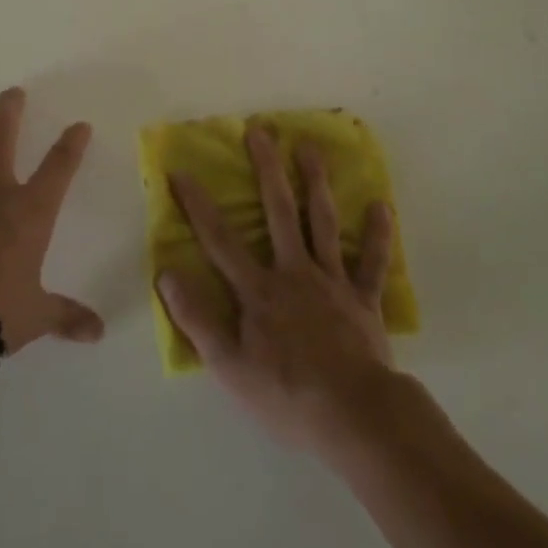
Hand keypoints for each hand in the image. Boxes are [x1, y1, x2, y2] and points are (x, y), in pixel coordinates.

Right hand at [156, 124, 397, 451]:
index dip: (198, 205)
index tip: (181, 170)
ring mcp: (332, 282)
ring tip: (311, 147)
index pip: (220, 240)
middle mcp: (294, 272)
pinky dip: (378, 235)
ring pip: (324, 222)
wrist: (352, 417)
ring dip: (317, 183)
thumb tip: (166, 274)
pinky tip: (381, 205)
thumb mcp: (228, 366)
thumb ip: (197, 318)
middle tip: (261, 131)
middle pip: (279, 212)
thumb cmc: (285, 394)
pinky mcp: (364, 300)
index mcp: (258, 290)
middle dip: (267, 169)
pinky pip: (372, 262)